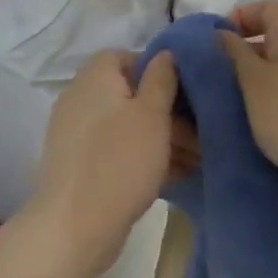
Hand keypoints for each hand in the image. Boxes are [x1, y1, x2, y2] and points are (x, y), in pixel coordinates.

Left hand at [31, 49, 179, 272]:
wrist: (75, 225)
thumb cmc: (120, 161)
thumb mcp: (152, 115)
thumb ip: (162, 79)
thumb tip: (166, 52)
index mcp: (95, 77)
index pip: (126, 56)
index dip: (159, 70)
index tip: (186, 93)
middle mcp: (81, 98)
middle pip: (130, 94)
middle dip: (168, 111)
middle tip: (202, 134)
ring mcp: (78, 133)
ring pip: (127, 125)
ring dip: (161, 138)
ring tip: (197, 159)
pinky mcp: (80, 164)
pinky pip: (118, 150)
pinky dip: (143, 157)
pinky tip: (176, 175)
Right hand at [218, 0, 277, 219]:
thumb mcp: (253, 79)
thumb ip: (234, 53)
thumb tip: (223, 33)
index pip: (267, 7)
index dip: (239, 17)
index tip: (214, 42)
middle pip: (272, 37)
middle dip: (240, 52)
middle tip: (212, 74)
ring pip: (277, 69)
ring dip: (250, 81)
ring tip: (224, 101)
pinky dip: (265, 103)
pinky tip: (247, 122)